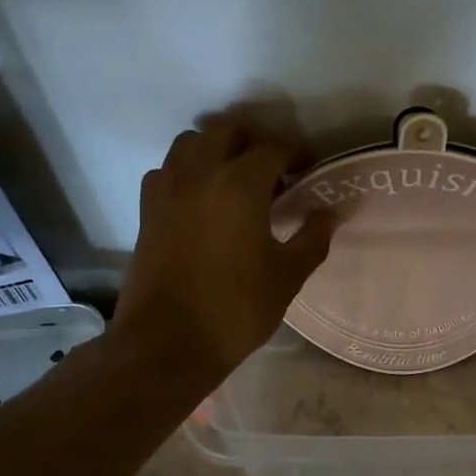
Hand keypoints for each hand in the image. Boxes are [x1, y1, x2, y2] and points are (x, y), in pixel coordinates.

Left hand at [113, 118, 334, 387]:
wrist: (166, 344)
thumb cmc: (234, 310)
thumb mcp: (286, 277)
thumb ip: (312, 239)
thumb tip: (329, 214)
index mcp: (239, 185)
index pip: (272, 149)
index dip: (296, 154)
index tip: (309, 168)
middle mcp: (199, 174)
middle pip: (226, 131)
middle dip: (253, 141)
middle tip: (273, 168)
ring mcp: (166, 190)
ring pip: (189, 144)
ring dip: (215, 149)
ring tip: (235, 179)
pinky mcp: (146, 211)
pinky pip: (166, 172)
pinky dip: (185, 172)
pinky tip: (201, 200)